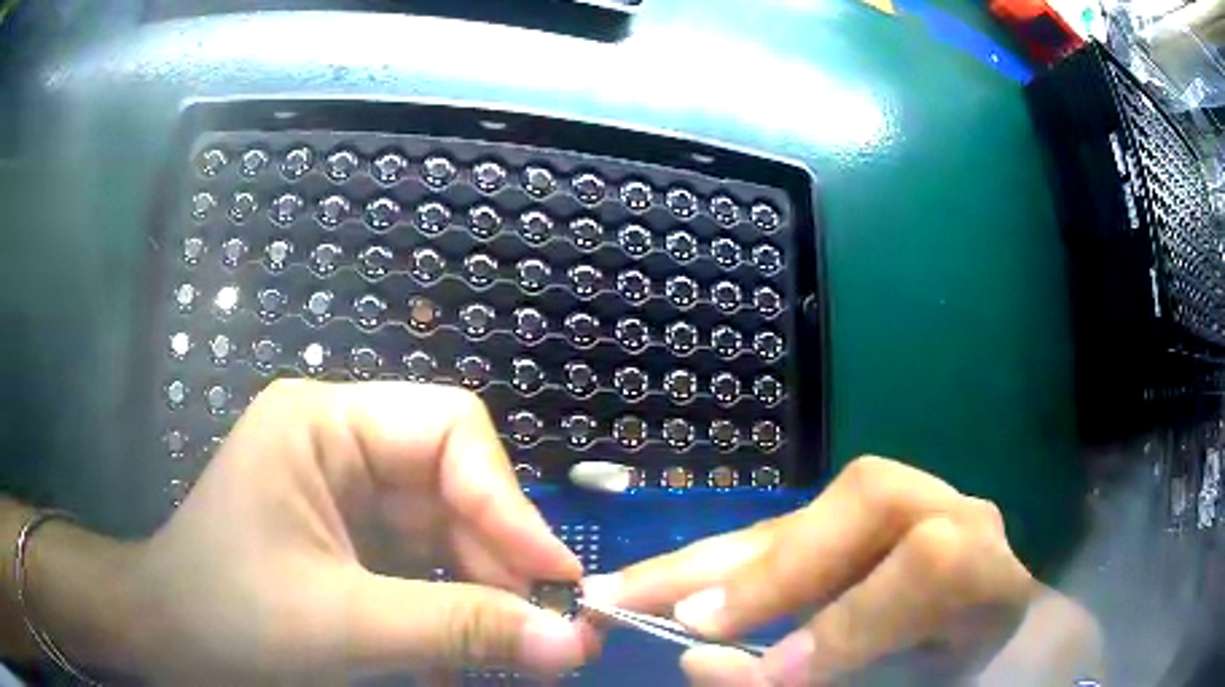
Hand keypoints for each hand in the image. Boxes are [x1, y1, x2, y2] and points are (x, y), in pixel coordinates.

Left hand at [120, 380, 591, 683]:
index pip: (448, 431)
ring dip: (480, 596)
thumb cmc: (229, 619)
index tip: (556, 581)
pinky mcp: (348, 541)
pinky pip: (422, 565)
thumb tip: (572, 643)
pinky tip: (455, 658)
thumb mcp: (343, 626)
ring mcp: (344, 495)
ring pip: (445, 533)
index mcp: (324, 424)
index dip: (509, 503)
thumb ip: (459, 630)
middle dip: (499, 561)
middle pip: (453, 486)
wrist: (168, 642)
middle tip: (545, 634)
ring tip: (507, 655)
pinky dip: (449, 611)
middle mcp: (339, 445)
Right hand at [582, 456, 1046, 685]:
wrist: (978, 634)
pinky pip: (780, 533)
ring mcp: (896, 506)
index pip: (931, 566)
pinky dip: (716, 564)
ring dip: (711, 560)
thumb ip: (825, 681)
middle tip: (675, 619)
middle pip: (867, 502)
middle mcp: (946, 514)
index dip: (850, 622)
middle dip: (768, 570)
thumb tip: (704, 663)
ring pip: (809, 512)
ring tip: (625, 591)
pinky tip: (662, 583)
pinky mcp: (847, 520)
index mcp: (986, 568)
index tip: (770, 675)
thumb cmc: (951, 668)